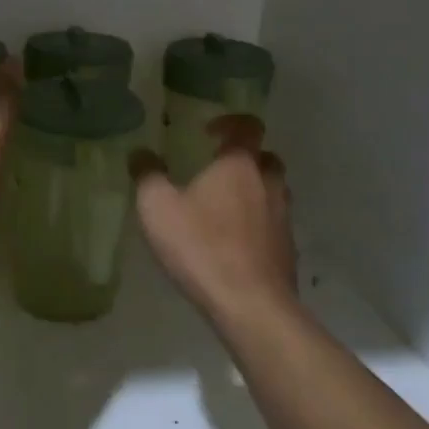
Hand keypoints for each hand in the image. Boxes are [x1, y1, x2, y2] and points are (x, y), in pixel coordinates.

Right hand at [130, 115, 295, 316]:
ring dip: (253, 191)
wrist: (250, 305)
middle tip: (217, 170)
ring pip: (273, 191)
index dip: (231, 123)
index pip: (248, 126)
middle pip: (265, 158)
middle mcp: (268, 183)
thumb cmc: (201, 247)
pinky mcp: (287, 249)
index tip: (208, 133)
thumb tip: (140, 153)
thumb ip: (147, 175)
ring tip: (224, 207)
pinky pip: (273, 224)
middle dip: (244, 158)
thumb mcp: (157, 208)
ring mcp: (283, 217)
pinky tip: (234, 243)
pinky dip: (258, 224)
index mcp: (239, 165)